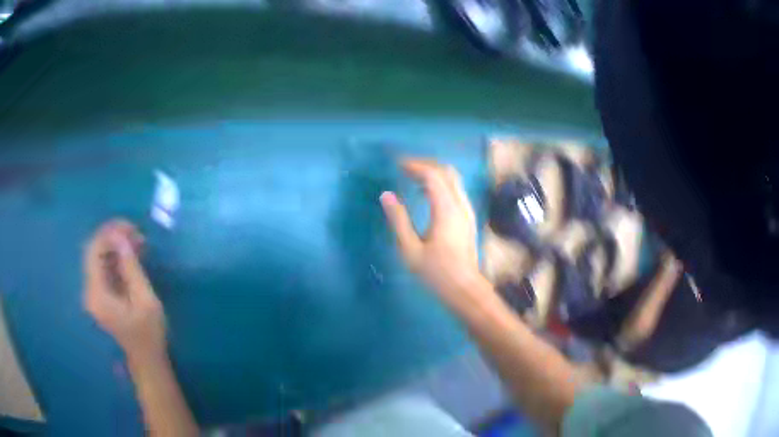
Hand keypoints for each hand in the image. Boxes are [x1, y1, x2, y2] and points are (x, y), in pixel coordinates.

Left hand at [83, 220, 165, 363]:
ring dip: (116, 245)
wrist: (146, 358)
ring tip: (137, 241)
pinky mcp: (100, 294)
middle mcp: (90, 290)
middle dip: (113, 236)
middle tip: (136, 233)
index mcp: (97, 294)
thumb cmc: (149, 333)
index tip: (131, 227)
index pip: (94, 251)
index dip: (109, 233)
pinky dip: (116, 257)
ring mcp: (94, 292)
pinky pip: (104, 266)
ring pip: (98, 256)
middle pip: (94, 251)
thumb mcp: (145, 300)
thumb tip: (121, 237)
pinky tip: (131, 254)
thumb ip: (131, 268)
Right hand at [381, 159, 491, 310]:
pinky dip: (440, 183)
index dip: (414, 165)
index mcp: (446, 210)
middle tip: (404, 167)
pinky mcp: (468, 218)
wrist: (465, 288)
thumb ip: (398, 220)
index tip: (397, 164)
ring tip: (412, 177)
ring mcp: (467, 210)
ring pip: (453, 179)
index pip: (432, 175)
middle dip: (425, 164)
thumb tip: (386, 195)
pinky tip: (426, 193)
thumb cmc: (436, 272)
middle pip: (446, 172)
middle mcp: (460, 205)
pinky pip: (455, 190)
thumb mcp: (410, 249)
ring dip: (433, 173)